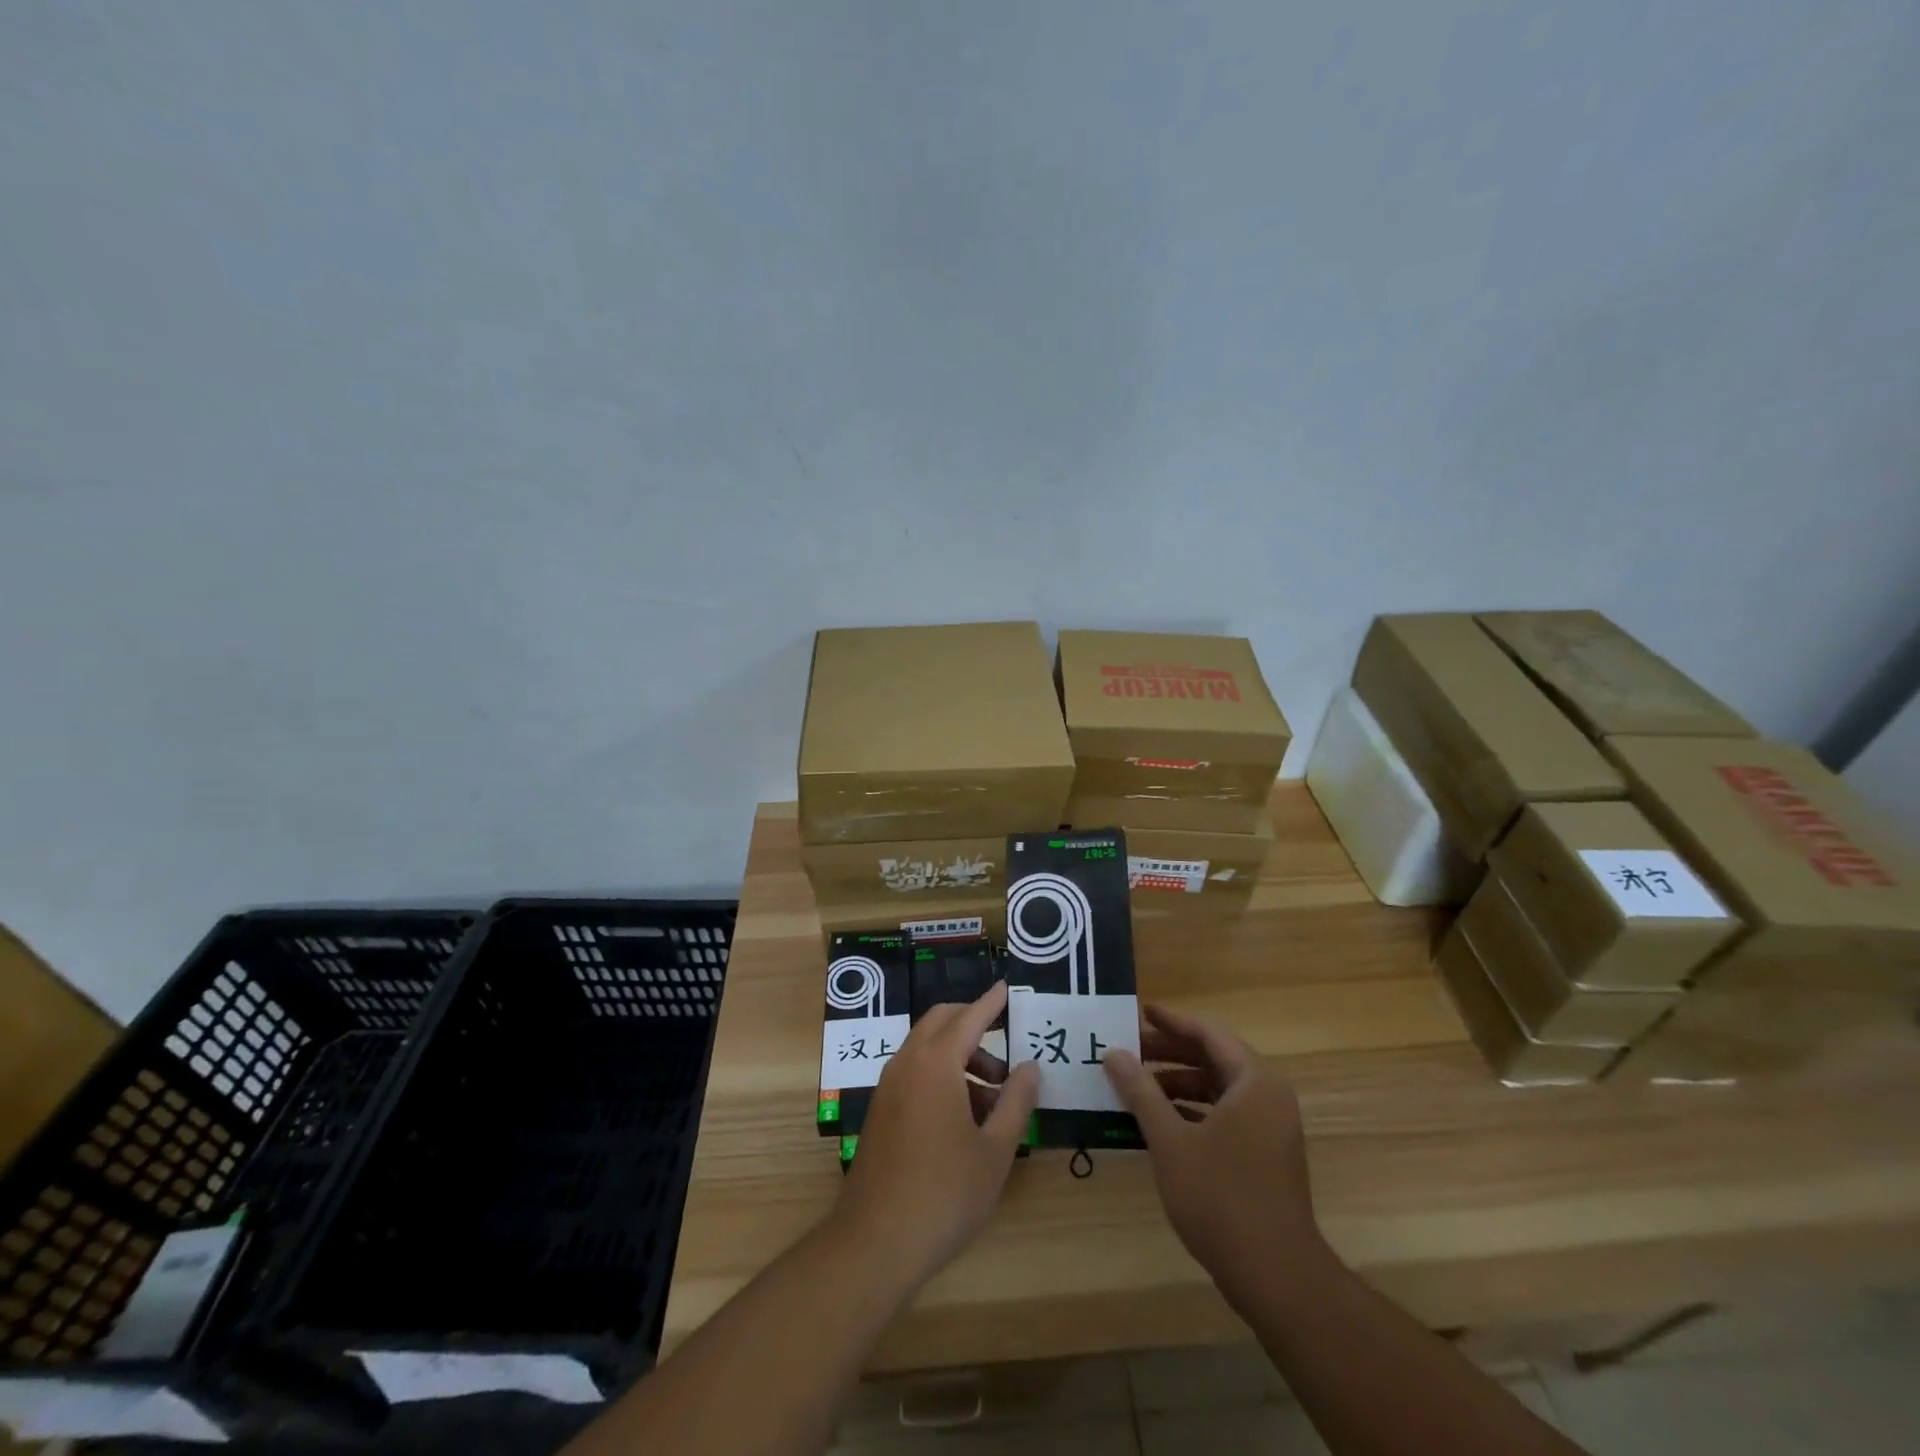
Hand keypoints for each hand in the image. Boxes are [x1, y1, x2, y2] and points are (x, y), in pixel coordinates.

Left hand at [838, 981, 1041, 1287]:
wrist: (875, 1241)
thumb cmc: (945, 1193)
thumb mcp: (995, 1150)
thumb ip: (1016, 1102)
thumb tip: (1030, 1066)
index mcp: (936, 1063)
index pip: (969, 1018)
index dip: (990, 1003)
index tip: (1006, 988)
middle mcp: (907, 1063)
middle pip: (941, 1023)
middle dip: (973, 1025)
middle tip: (1005, 1050)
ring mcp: (889, 1086)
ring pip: (926, 1049)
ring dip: (959, 1057)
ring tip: (994, 1099)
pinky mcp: (881, 1110)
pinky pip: (914, 1073)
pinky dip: (941, 1075)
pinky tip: (964, 1117)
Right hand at [1103, 1004, 1324, 1308]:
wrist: (1275, 1276)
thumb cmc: (1220, 1197)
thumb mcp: (1170, 1140)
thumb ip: (1140, 1091)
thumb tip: (1113, 1053)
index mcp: (1253, 1081)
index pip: (1208, 1033)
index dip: (1171, 1021)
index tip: (1139, 1012)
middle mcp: (1267, 1096)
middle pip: (1214, 1058)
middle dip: (1170, 1053)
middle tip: (1129, 1049)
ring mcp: (1270, 1128)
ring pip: (1218, 1088)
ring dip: (1178, 1083)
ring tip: (1136, 1085)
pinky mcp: (1265, 1155)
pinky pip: (1225, 1115)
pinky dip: (1193, 1110)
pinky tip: (1160, 1121)